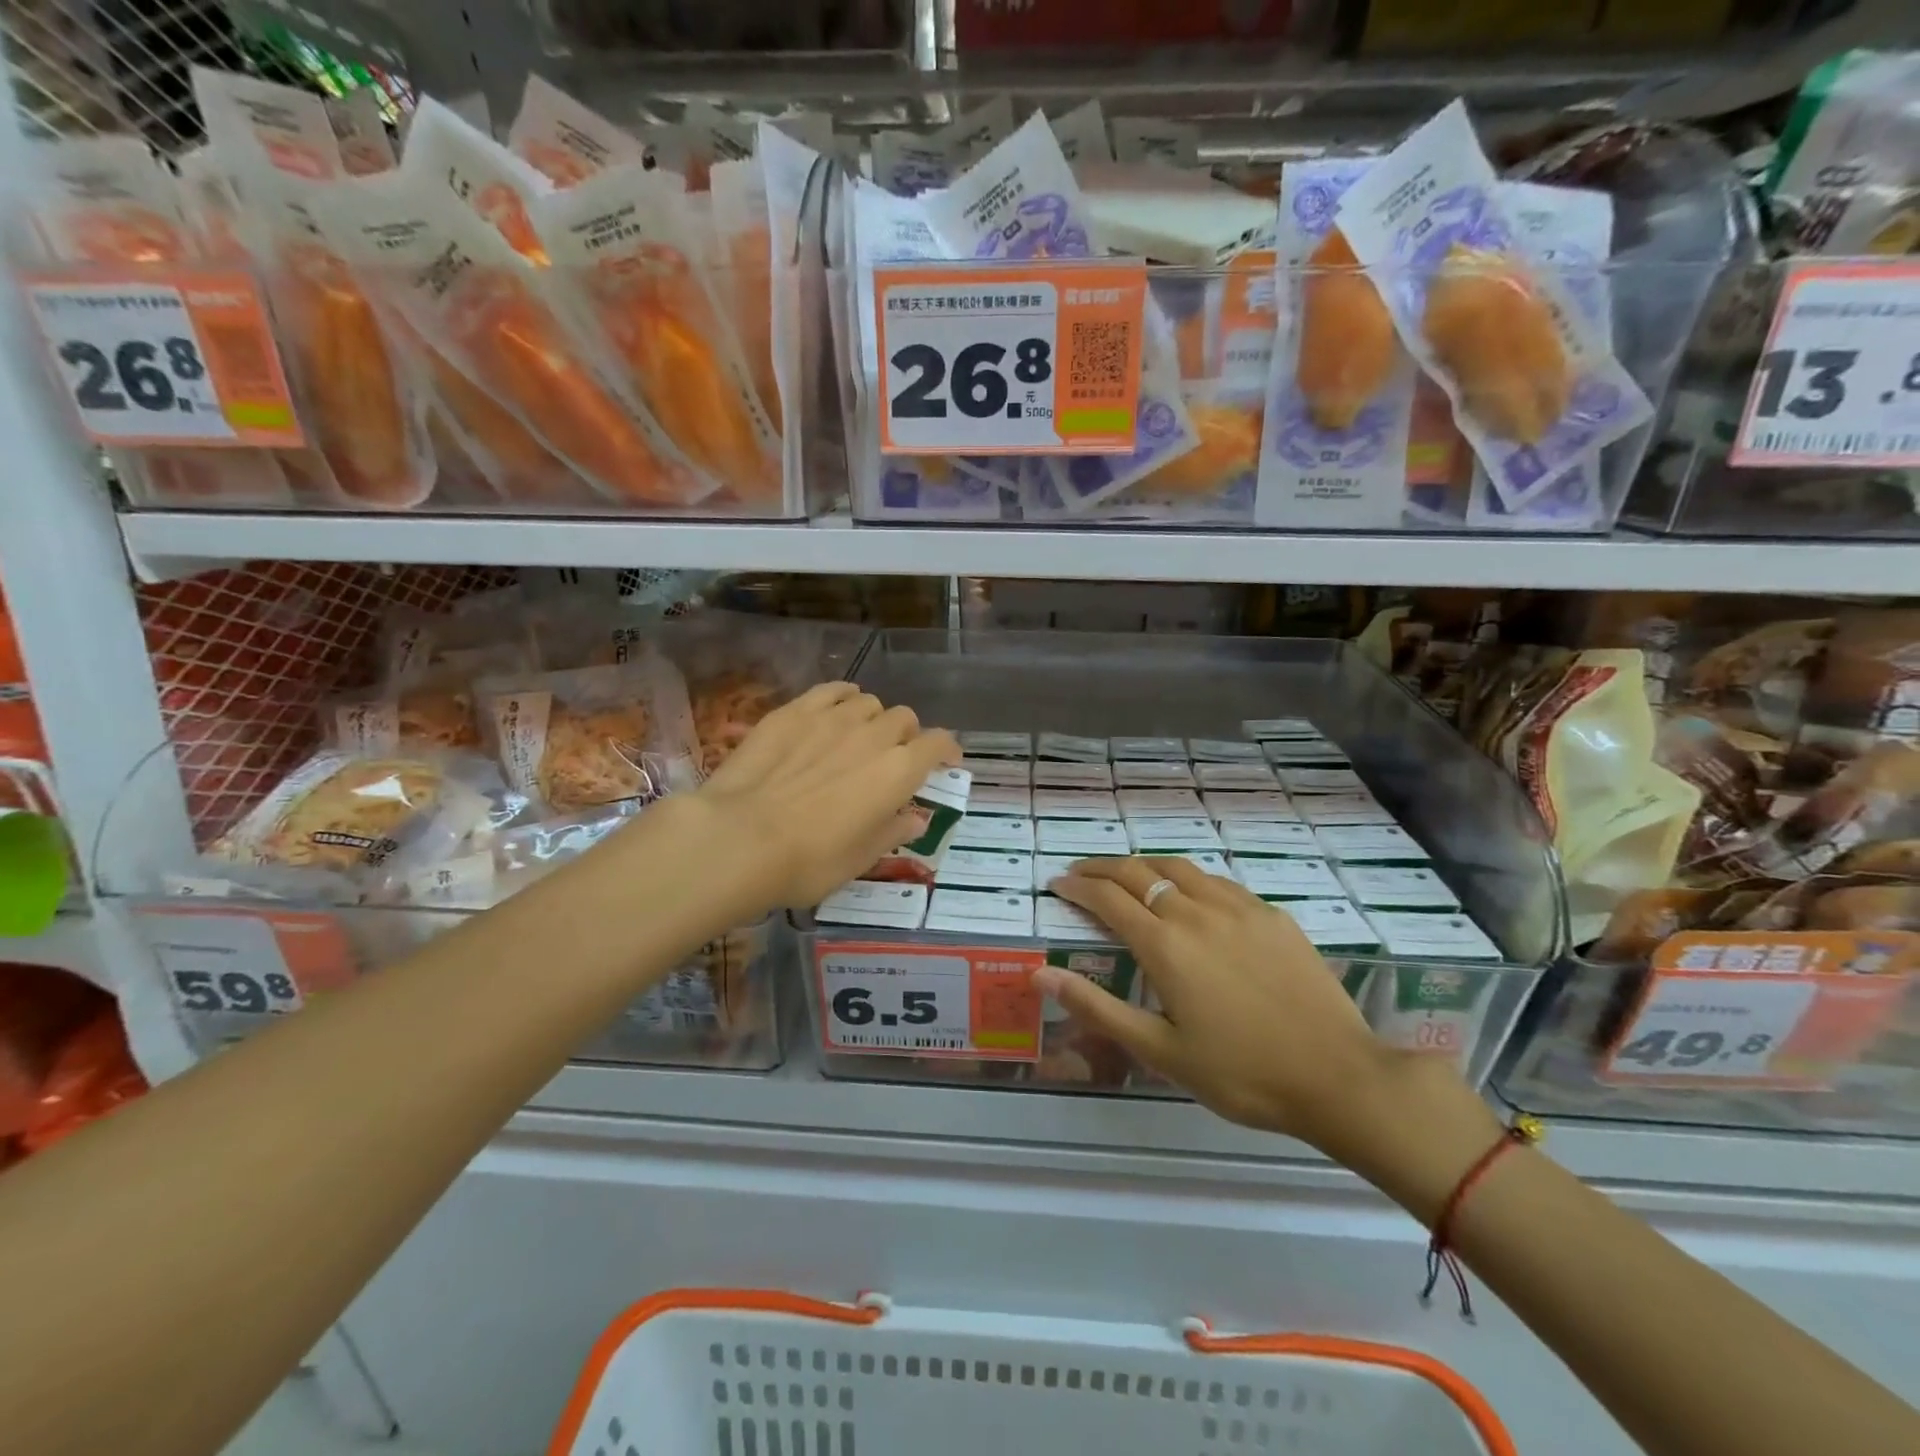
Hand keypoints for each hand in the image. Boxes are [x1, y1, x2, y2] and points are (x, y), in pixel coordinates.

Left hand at [687, 681, 958, 914]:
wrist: (740, 838)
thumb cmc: (809, 861)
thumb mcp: (860, 859)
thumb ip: (893, 831)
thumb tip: (915, 818)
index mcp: (899, 771)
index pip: (938, 744)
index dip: (946, 751)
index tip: (944, 764)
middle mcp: (874, 735)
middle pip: (905, 718)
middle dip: (907, 736)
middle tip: (893, 760)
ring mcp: (833, 717)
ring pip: (869, 702)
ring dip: (873, 718)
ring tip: (859, 737)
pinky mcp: (795, 711)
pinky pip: (832, 690)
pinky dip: (843, 697)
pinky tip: (836, 708)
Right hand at [1037, 857, 1498, 1186]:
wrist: (1338, 1077)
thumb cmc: (1241, 1073)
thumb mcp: (1160, 1051)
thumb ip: (1098, 1007)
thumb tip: (1041, 975)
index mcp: (1165, 945)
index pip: (1107, 898)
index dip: (1076, 887)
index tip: (1056, 883)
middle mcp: (1196, 912)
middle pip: (1137, 872)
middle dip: (1101, 868)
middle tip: (1080, 873)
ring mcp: (1238, 907)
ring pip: (1178, 867)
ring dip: (1143, 865)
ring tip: (1126, 874)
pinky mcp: (1271, 914)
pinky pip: (1217, 881)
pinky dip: (1187, 878)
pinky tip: (1189, 893)